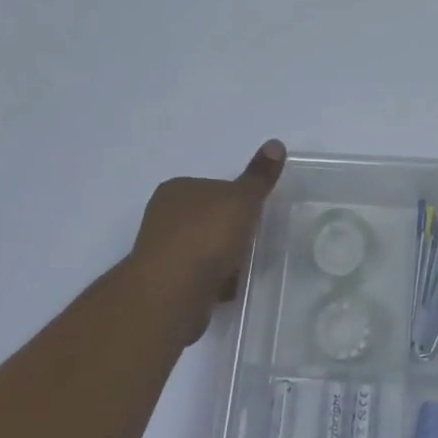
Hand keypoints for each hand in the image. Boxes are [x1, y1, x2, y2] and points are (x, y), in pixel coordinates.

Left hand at [131, 140, 285, 342]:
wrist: (171, 294)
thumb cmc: (207, 236)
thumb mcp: (242, 199)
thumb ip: (259, 175)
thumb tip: (276, 143)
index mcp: (177, 189)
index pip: (213, 186)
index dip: (236, 199)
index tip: (254, 213)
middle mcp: (163, 216)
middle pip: (208, 218)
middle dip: (230, 230)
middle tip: (253, 240)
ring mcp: (161, 251)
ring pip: (203, 248)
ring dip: (222, 258)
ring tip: (243, 267)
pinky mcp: (165, 284)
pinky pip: (198, 276)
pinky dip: (214, 281)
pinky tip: (229, 288)